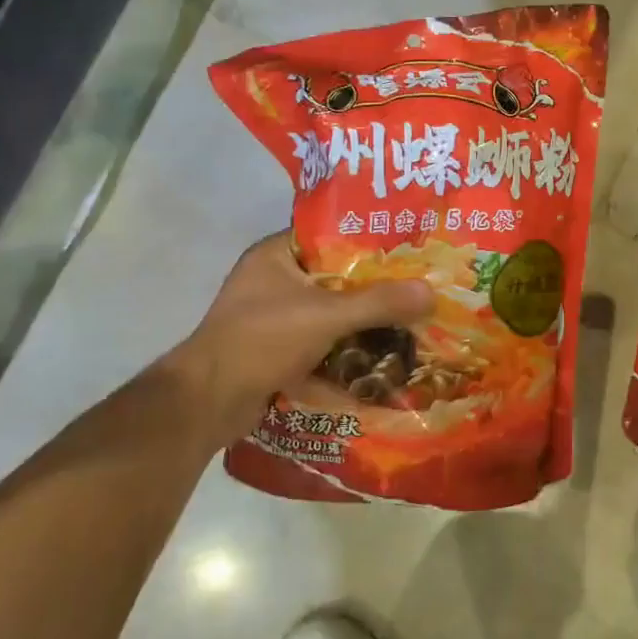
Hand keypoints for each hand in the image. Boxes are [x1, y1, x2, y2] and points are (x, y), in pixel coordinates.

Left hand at [163, 232, 432, 449]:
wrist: (206, 404)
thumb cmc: (261, 340)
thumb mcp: (325, 316)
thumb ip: (378, 303)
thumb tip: (431, 292)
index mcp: (277, 255)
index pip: (332, 234)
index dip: (370, 239)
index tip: (409, 245)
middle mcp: (274, 280)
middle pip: (337, 276)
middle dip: (375, 286)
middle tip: (418, 285)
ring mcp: (274, 317)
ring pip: (331, 311)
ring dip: (364, 321)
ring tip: (410, 320)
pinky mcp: (277, 351)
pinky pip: (321, 342)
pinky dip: (346, 350)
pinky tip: (382, 358)